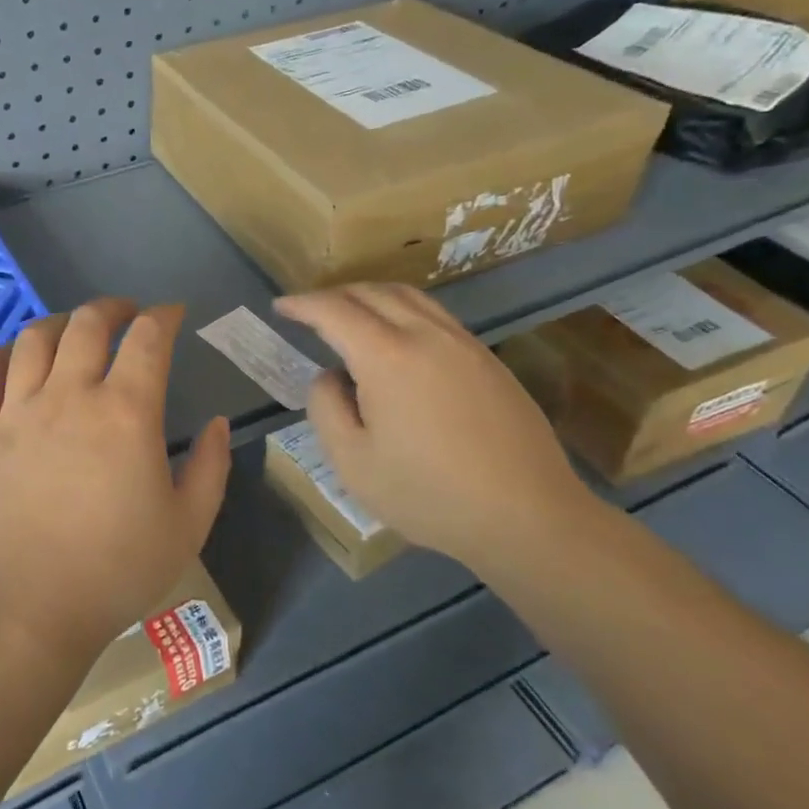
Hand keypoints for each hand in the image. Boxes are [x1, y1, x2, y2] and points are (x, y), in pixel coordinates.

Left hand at [0, 299, 232, 672]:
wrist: (22, 610)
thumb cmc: (113, 572)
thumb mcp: (186, 527)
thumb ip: (209, 469)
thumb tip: (215, 425)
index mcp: (125, 412)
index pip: (148, 340)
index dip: (164, 316)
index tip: (172, 314)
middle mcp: (69, 396)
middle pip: (88, 324)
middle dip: (112, 308)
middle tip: (126, 314)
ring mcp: (17, 411)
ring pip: (34, 339)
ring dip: (59, 322)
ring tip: (73, 329)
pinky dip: (0, 356)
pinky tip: (12, 358)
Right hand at [274, 284, 599, 570]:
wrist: (528, 516)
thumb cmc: (429, 494)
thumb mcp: (352, 462)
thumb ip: (326, 407)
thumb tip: (330, 376)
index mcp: (386, 356)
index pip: (333, 310)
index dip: (302, 304)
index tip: (281, 307)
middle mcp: (425, 335)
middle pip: (371, 292)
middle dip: (333, 294)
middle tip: (309, 311)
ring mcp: (463, 343)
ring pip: (408, 296)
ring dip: (370, 296)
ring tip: (350, 314)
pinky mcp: (487, 359)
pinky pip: (435, 315)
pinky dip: (402, 310)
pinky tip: (398, 338)